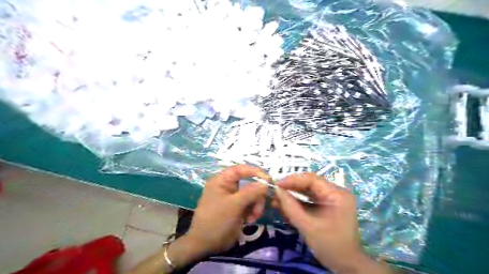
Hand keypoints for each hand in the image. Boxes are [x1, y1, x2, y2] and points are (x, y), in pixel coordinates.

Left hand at [185, 165, 268, 256]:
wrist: (206, 245)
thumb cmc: (216, 221)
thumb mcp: (234, 205)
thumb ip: (251, 192)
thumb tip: (266, 182)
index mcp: (222, 181)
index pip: (240, 169)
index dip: (255, 171)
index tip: (268, 179)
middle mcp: (227, 186)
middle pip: (249, 183)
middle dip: (257, 195)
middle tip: (260, 207)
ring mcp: (233, 198)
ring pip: (252, 195)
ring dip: (256, 205)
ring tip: (253, 217)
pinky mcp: (237, 208)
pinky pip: (250, 204)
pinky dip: (253, 211)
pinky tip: (250, 220)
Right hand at [275, 173, 391, 273]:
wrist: (346, 265)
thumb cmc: (329, 245)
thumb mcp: (307, 226)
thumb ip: (290, 206)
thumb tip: (277, 190)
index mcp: (337, 194)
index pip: (312, 179)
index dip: (292, 180)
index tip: (276, 185)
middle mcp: (336, 192)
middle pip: (309, 184)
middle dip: (291, 188)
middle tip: (275, 193)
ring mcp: (332, 199)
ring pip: (308, 191)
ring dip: (292, 196)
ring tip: (277, 202)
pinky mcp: (328, 205)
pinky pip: (310, 199)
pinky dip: (298, 203)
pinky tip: (286, 208)